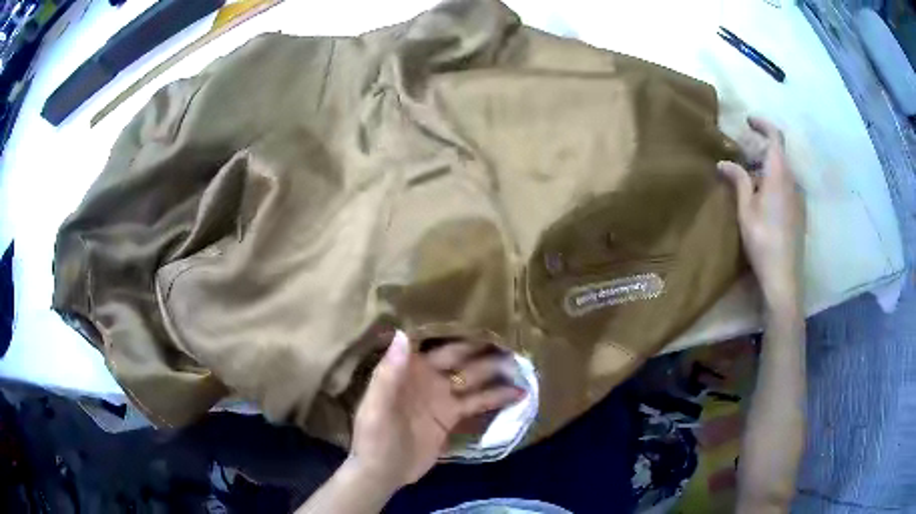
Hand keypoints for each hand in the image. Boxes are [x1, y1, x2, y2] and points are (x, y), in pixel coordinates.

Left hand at [345, 331, 523, 491]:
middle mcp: (429, 377)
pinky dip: (498, 398)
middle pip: (462, 358)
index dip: (458, 328)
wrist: (382, 472)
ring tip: (524, 362)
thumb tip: (402, 334)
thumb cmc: (374, 437)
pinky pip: (478, 403)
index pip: (437, 343)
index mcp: (409, 369)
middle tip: (515, 336)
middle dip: (485, 347)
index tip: (485, 314)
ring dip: (497, 371)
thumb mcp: (377, 407)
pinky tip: (520, 393)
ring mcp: (443, 397)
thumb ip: (389, 373)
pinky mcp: (452, 417)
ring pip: (475, 379)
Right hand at [718, 116, 804, 313]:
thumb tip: (724, 162)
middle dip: (759, 149)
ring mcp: (798, 198)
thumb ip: (738, 181)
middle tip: (740, 157)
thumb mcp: (746, 210)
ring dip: (765, 168)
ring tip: (747, 180)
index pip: (775, 137)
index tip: (748, 121)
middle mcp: (793, 181)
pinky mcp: (799, 212)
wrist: (784, 277)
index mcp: (780, 175)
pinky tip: (761, 200)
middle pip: (778, 154)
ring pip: (782, 171)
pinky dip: (773, 182)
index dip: (762, 125)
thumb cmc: (763, 241)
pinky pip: (786, 186)